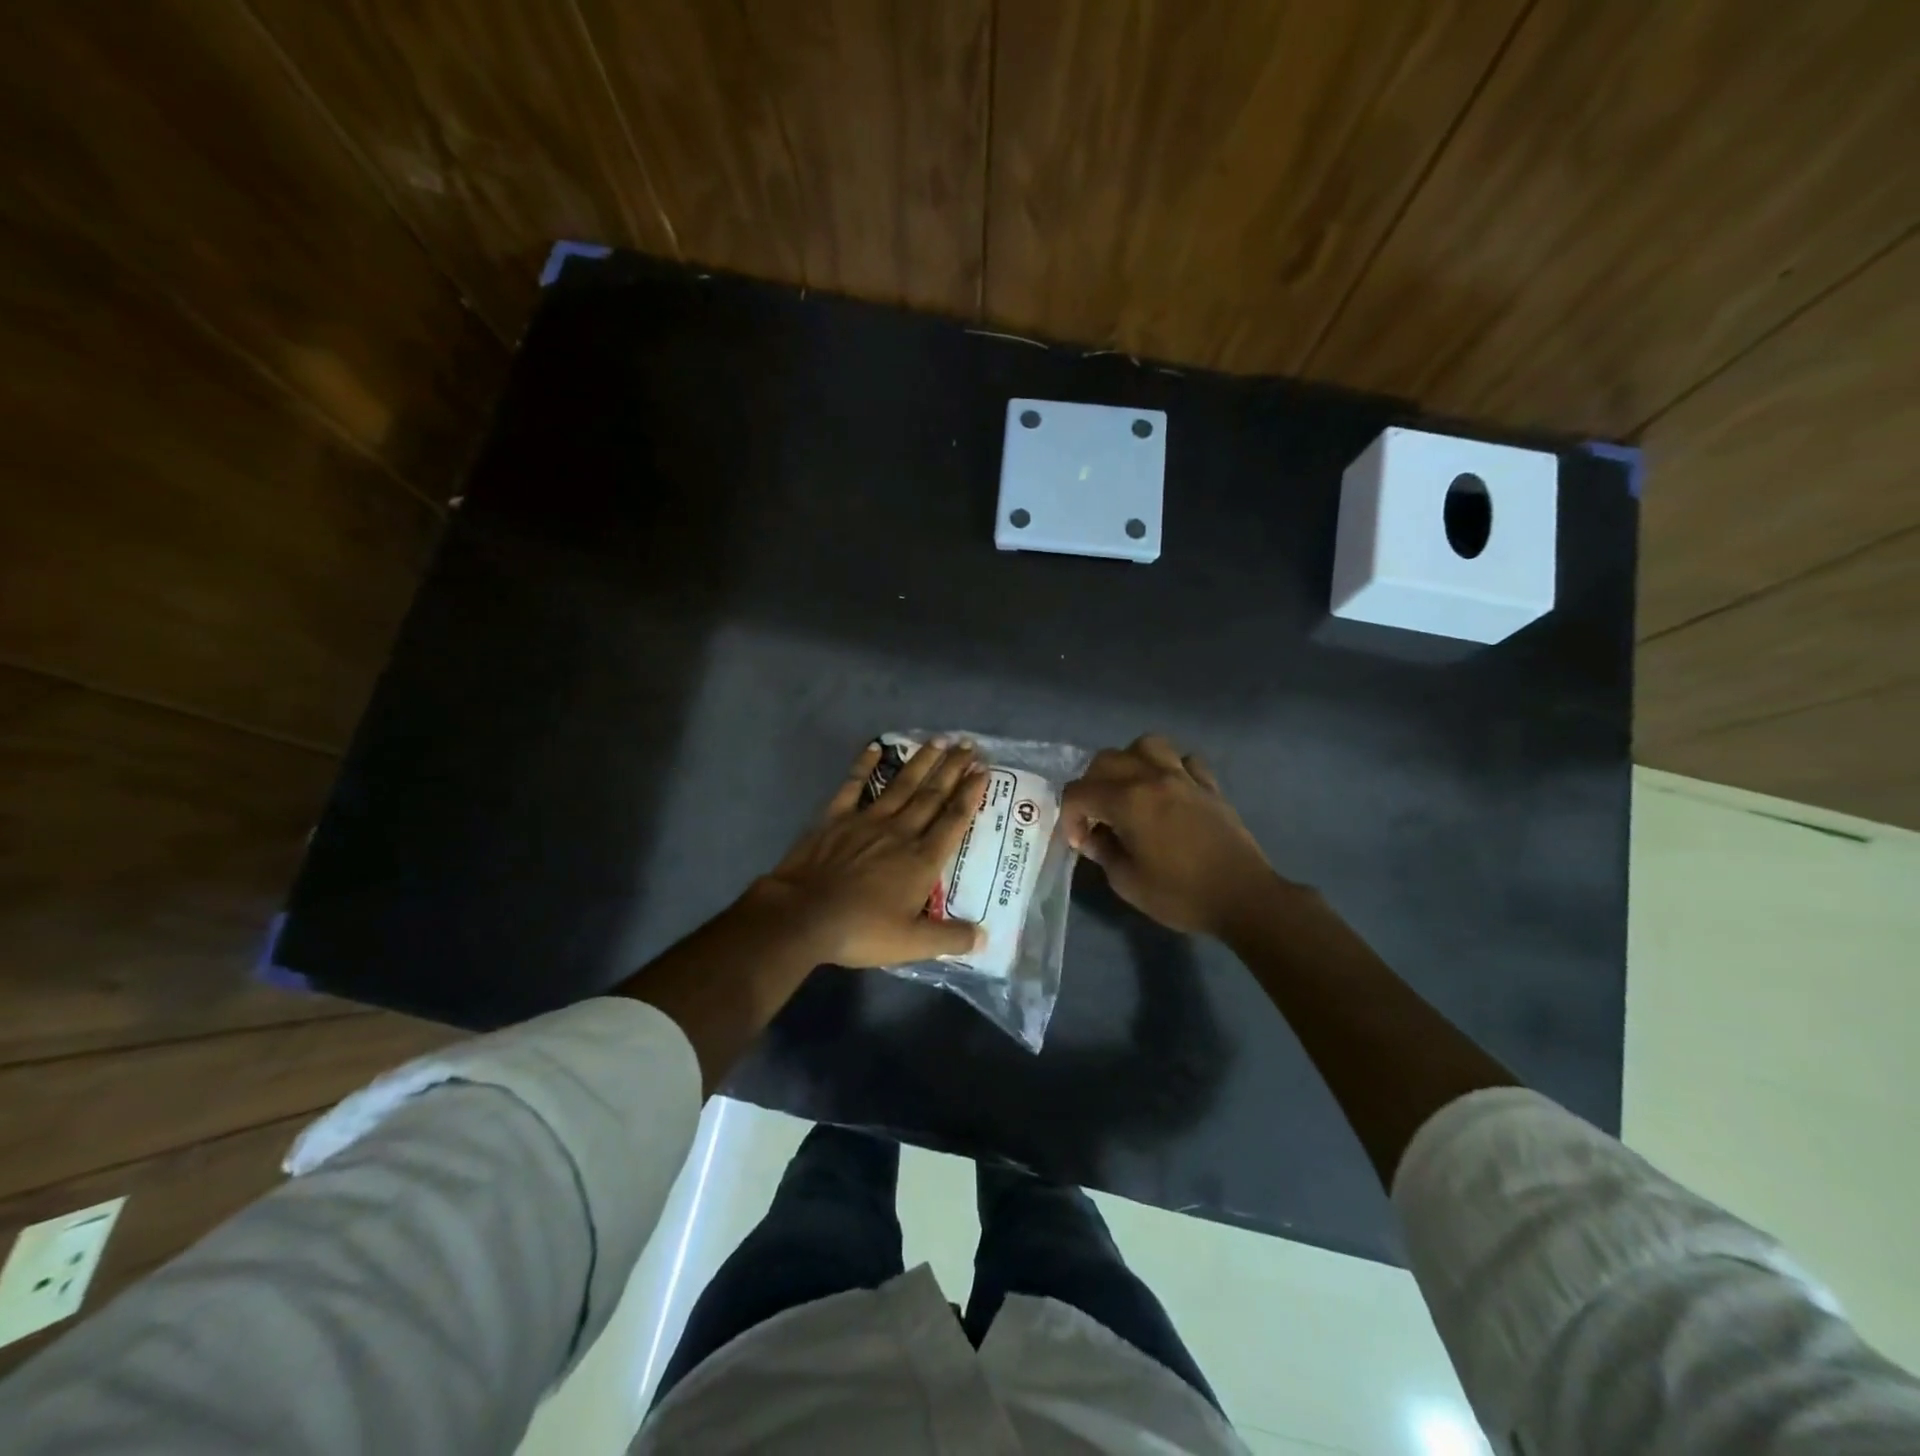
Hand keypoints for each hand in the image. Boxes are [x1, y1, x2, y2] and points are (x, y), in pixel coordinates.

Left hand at [749, 739, 985, 967]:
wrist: (804, 916)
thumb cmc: (861, 930)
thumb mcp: (912, 944)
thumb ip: (949, 938)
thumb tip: (984, 938)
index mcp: (922, 859)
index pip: (954, 820)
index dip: (971, 794)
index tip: (983, 770)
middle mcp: (901, 831)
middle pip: (933, 795)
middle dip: (953, 769)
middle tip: (968, 745)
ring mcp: (867, 820)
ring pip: (902, 785)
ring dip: (922, 762)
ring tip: (939, 740)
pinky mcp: (836, 818)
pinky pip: (853, 785)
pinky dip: (864, 765)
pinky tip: (875, 746)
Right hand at [1061, 735, 1280, 937]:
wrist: (1242, 897)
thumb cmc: (1180, 894)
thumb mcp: (1127, 882)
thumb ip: (1103, 852)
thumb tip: (1093, 836)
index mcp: (1127, 801)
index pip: (1079, 792)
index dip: (1070, 816)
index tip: (1080, 842)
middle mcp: (1152, 778)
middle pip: (1106, 760)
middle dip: (1091, 786)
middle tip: (1096, 816)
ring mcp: (1184, 777)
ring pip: (1146, 745)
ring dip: (1130, 762)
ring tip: (1130, 788)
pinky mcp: (1209, 785)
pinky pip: (1185, 760)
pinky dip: (1171, 767)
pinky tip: (1170, 790)